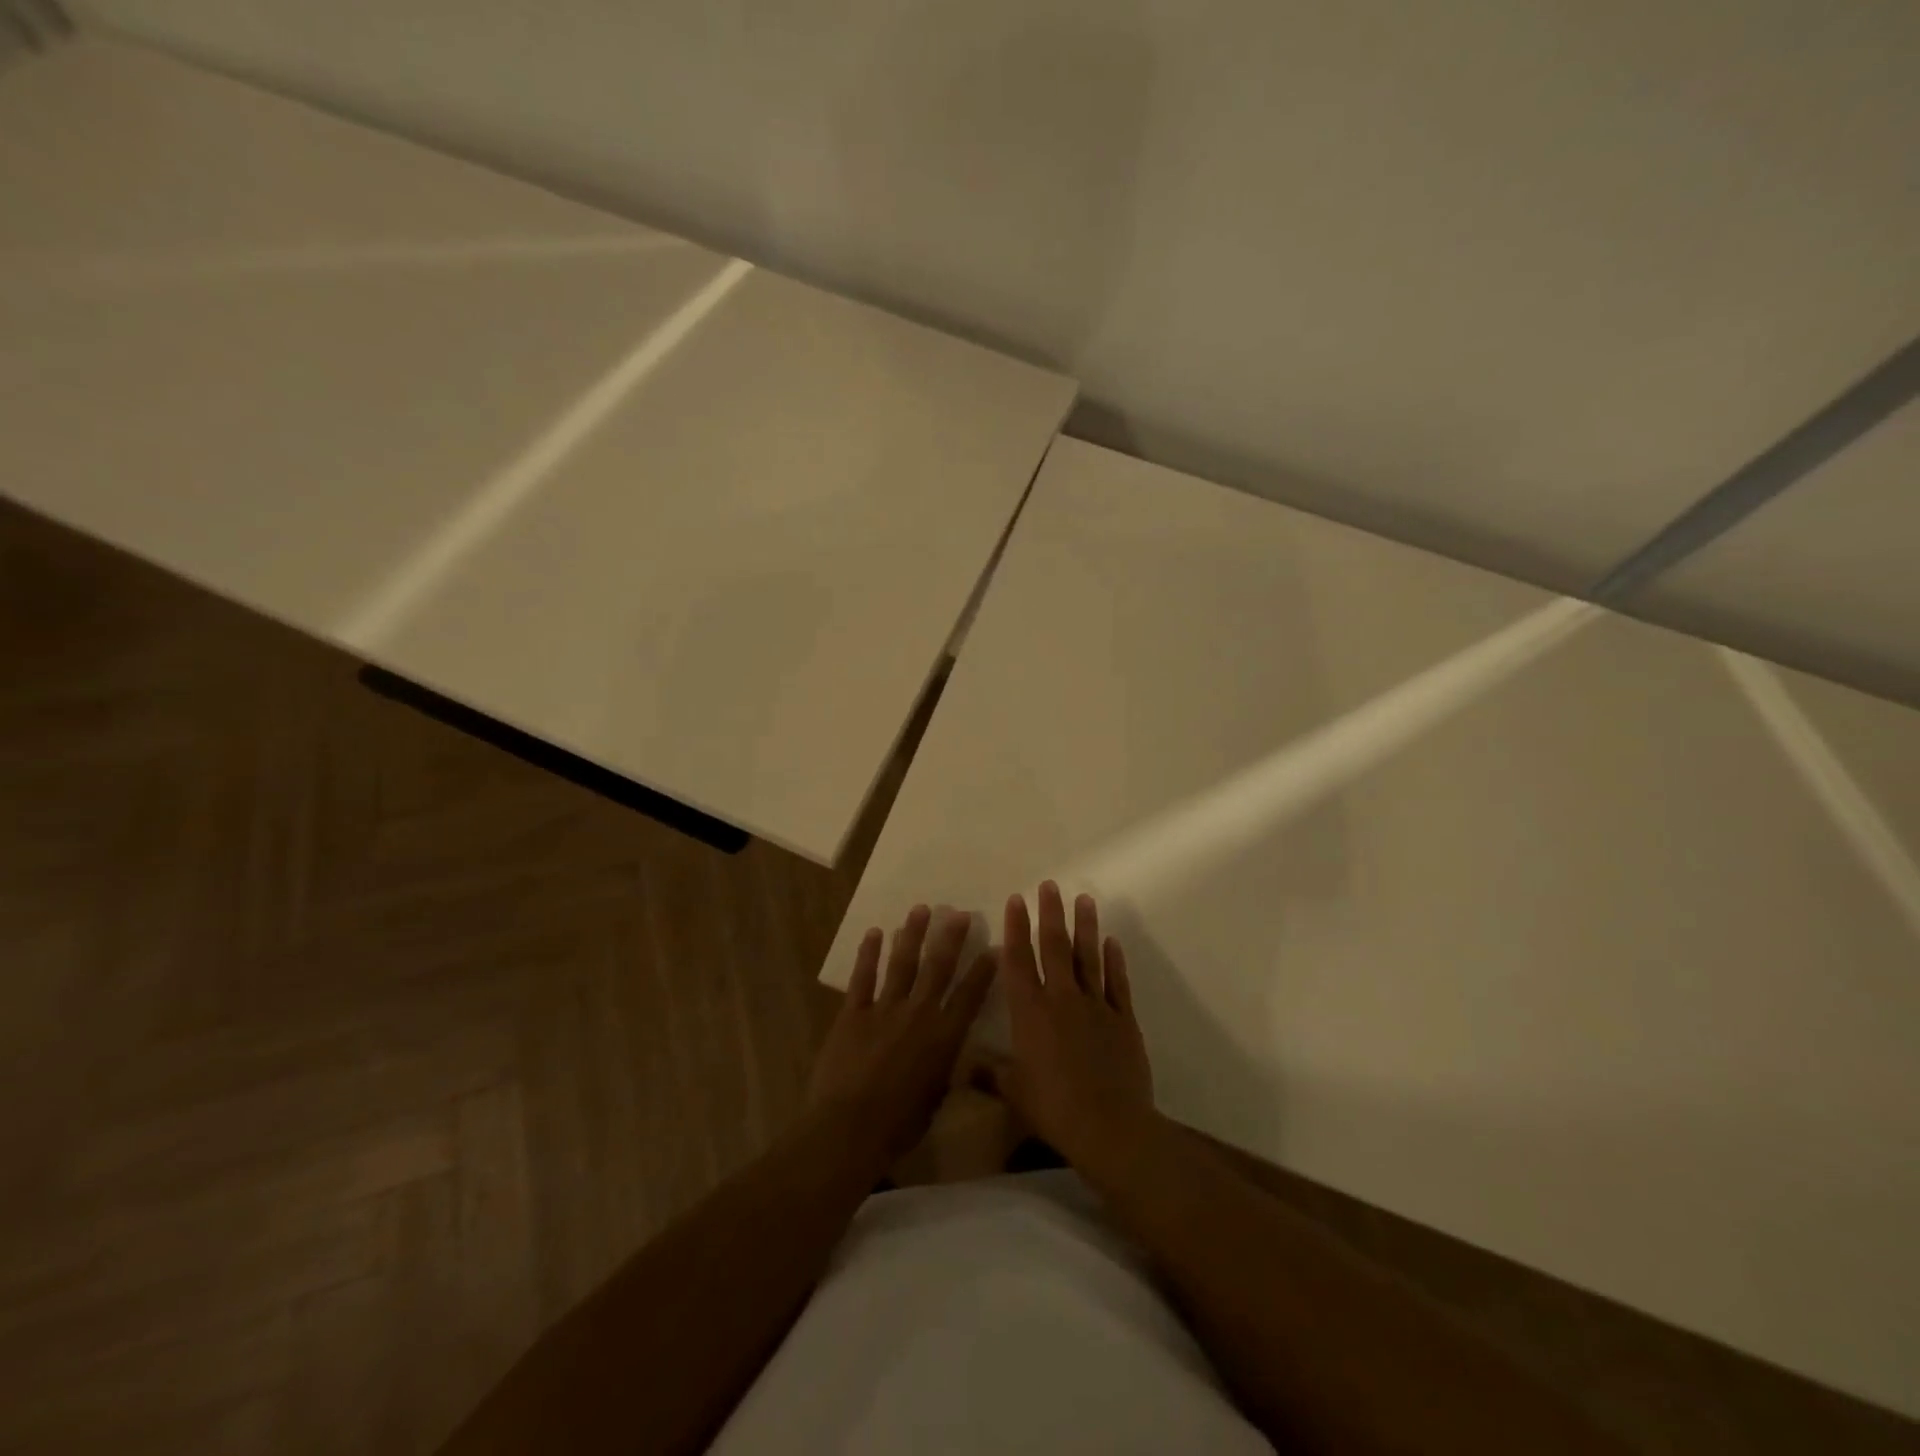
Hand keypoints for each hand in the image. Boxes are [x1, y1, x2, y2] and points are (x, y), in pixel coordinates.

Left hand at [808, 905, 996, 1167]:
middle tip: (959, 913)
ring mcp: (884, 1009)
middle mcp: (919, 1014)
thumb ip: (947, 1070)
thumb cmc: (899, 1125)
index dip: (983, 971)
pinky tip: (874, 933)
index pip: (970, 996)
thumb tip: (958, 1055)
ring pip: (902, 964)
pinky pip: (863, 977)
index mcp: (944, 1038)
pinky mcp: (853, 1013)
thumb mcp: (936, 1100)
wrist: (850, 1128)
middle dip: (950, 938)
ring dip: (912, 935)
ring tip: (921, 910)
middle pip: (938, 968)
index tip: (995, 946)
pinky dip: (869, 954)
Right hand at [990, 882, 1155, 1167]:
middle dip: (1051, 914)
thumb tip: (964, 1065)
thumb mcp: (1014, 1092)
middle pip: (1055, 947)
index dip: (1016, 928)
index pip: (1019, 960)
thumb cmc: (1053, 1108)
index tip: (1016, 900)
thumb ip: (990, 1073)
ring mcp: (1095, 1006)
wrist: (1109, 1126)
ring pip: (1089, 957)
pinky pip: (1117, 983)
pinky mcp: (1123, 1020)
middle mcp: (1061, 999)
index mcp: (1030, 1012)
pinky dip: (1114, 961)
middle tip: (1051, 885)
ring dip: (1086, 927)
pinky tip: (1112, 941)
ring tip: (1085, 899)